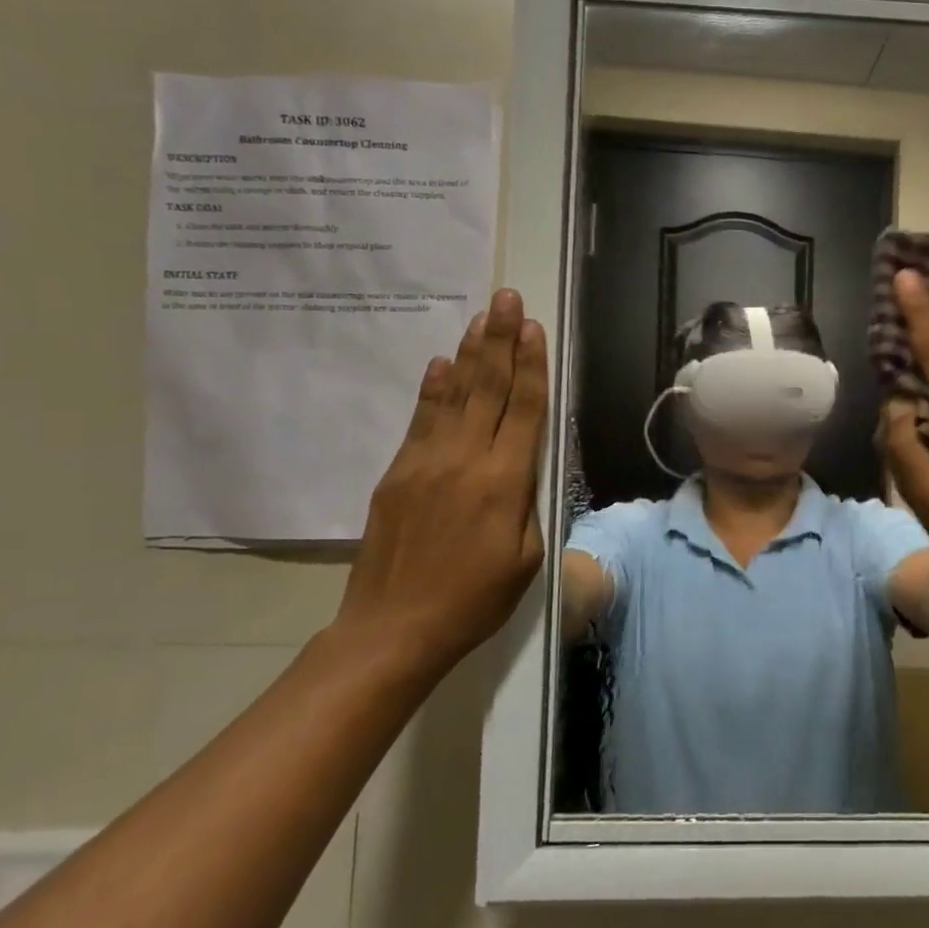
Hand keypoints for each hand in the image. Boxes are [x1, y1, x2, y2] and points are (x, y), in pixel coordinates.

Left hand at [338, 288, 548, 664]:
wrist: (394, 628)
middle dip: (501, 340)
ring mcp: (426, 463)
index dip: (531, 366)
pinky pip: (421, 419)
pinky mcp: (397, 473)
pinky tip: (442, 362)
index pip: (524, 410)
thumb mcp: (527, 557)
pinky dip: (434, 388)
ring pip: (455, 395)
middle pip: (489, 388)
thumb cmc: (475, 599)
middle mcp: (466, 460)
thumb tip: (527, 462)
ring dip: (471, 353)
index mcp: (505, 483)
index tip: (535, 328)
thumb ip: (530, 502)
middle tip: (507, 299)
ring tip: (482, 317)